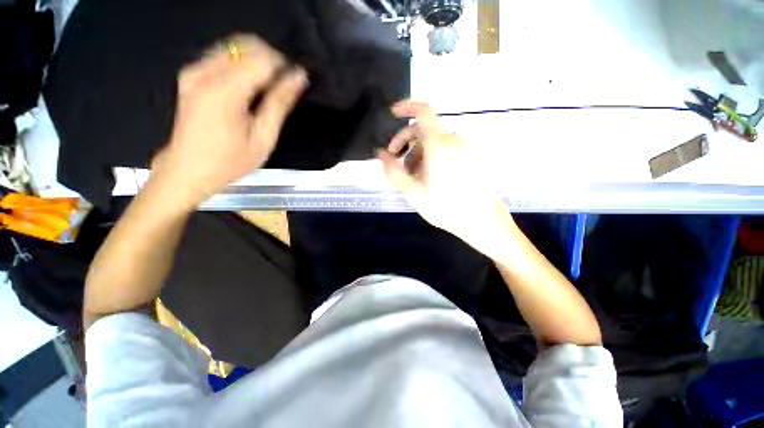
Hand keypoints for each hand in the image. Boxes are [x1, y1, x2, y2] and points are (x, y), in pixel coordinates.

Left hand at [151, 35, 307, 207]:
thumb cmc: (230, 160)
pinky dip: (241, 64)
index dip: (284, 66)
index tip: (295, 81)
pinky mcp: (190, 74)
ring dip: (257, 60)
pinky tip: (248, 86)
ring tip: (268, 87)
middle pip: (246, 44)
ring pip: (234, 46)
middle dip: (271, 59)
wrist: (188, 168)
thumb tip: (298, 78)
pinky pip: (222, 55)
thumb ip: (279, 104)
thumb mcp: (263, 138)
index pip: (262, 58)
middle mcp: (205, 73)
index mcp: (225, 92)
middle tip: (283, 84)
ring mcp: (194, 71)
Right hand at [377, 101, 512, 248]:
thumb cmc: (444, 207)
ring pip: (432, 141)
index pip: (423, 112)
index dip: (406, 107)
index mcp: (439, 145)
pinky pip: (443, 148)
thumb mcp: (413, 192)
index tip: (392, 114)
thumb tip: (380, 154)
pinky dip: (430, 156)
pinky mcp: (467, 155)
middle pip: (423, 130)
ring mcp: (462, 147)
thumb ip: (394, 171)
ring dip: (417, 153)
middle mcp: (452, 140)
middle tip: (395, 161)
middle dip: (405, 142)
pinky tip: (427, 176)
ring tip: (412, 176)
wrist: (479, 219)